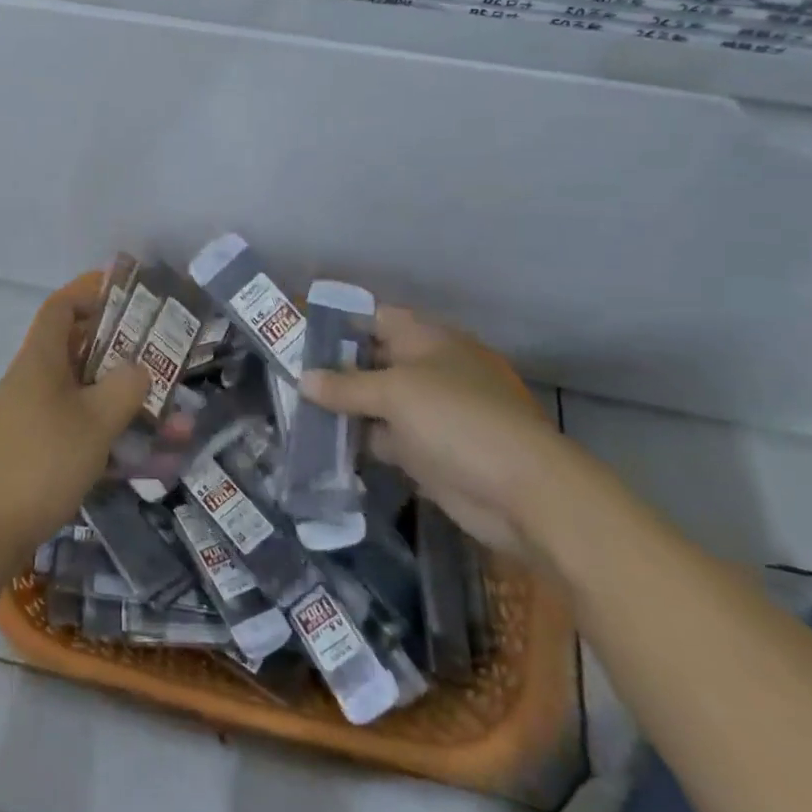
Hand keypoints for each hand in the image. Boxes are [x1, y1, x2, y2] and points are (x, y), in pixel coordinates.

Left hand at [0, 271, 151, 564]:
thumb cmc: (41, 460)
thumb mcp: (94, 420)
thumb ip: (125, 387)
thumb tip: (139, 368)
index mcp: (42, 358)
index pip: (62, 307)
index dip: (92, 294)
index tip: (131, 299)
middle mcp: (36, 380)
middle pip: (81, 351)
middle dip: (125, 355)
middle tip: (166, 361)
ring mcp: (35, 417)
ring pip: (88, 396)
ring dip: (126, 404)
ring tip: (174, 422)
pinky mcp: (38, 452)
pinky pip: (82, 431)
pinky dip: (113, 437)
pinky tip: (148, 460)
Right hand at [302, 306, 570, 558]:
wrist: (523, 492)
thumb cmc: (457, 420)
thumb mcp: (394, 393)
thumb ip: (345, 386)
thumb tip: (304, 380)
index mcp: (428, 340)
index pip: (378, 319)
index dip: (341, 324)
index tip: (301, 337)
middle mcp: (429, 370)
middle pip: (374, 361)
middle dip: (335, 370)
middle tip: (289, 377)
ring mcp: (431, 413)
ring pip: (377, 403)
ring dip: (344, 409)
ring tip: (296, 410)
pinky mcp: (430, 453)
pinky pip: (385, 439)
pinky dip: (360, 441)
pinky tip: (324, 444)